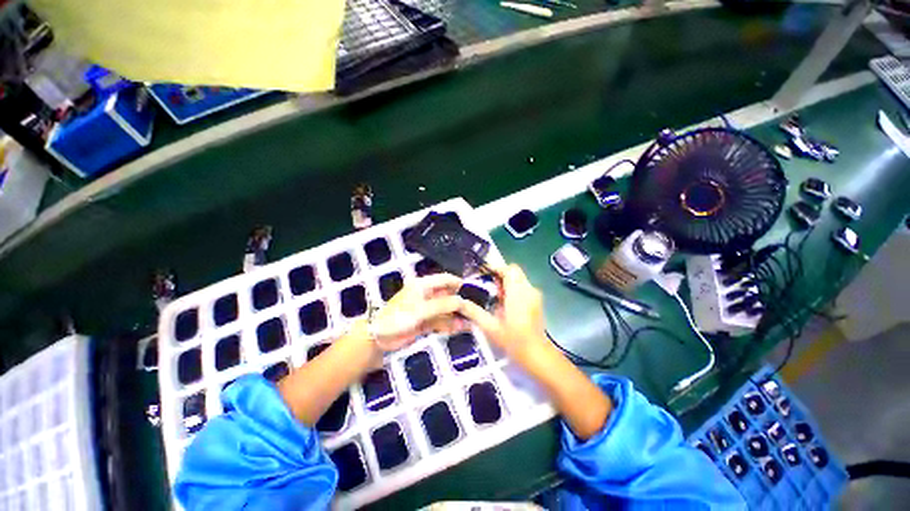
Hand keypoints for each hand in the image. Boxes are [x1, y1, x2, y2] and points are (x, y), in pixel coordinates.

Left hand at [369, 274, 467, 351]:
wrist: (379, 337)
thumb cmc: (398, 317)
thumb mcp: (421, 310)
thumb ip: (442, 305)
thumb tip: (462, 301)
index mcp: (423, 285)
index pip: (445, 279)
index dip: (458, 283)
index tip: (472, 292)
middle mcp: (426, 295)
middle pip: (447, 295)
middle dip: (459, 302)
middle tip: (473, 310)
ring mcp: (427, 309)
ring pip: (446, 309)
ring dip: (456, 315)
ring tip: (469, 322)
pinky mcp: (426, 321)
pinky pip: (441, 321)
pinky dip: (449, 324)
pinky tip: (459, 328)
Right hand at [458, 264, 548, 363]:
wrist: (538, 355)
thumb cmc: (514, 341)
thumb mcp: (491, 328)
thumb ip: (474, 312)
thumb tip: (459, 303)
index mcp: (518, 293)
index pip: (509, 269)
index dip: (495, 268)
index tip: (483, 274)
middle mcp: (528, 290)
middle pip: (514, 272)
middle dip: (500, 275)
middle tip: (487, 287)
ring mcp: (535, 295)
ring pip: (518, 279)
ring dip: (506, 283)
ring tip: (494, 297)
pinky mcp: (537, 301)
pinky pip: (523, 287)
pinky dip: (512, 289)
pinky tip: (504, 304)